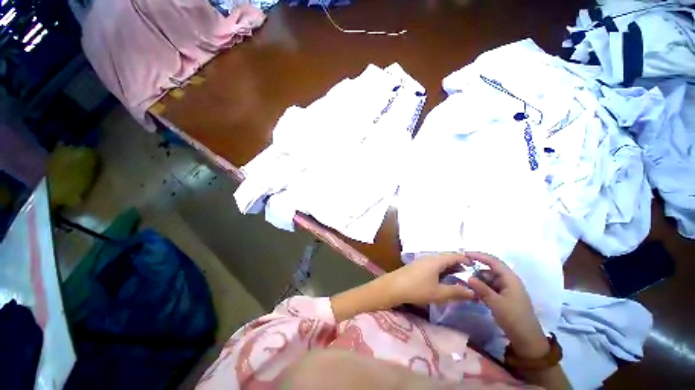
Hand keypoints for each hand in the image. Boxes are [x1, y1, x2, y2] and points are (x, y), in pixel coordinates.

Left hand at [384, 254, 474, 306]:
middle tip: (470, 275)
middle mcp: (429, 258)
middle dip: (459, 265)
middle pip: (447, 257)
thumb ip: (456, 292)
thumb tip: (473, 292)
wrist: (393, 286)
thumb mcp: (439, 293)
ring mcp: (422, 261)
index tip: (476, 267)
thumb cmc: (417, 289)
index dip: (466, 259)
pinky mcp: (417, 266)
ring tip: (459, 278)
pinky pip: (433, 265)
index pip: (455, 255)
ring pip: (440, 261)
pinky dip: (442, 270)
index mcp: (436, 261)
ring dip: (450, 268)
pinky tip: (443, 279)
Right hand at [465, 252, 549, 358]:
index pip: (493, 261)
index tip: (464, 254)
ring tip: (466, 284)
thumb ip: (481, 288)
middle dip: (477, 270)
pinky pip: (491, 288)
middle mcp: (509, 281)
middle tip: (462, 272)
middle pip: (490, 270)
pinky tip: (474, 293)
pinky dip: (482, 288)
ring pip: (489, 279)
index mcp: (510, 279)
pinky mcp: (505, 297)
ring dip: (479, 281)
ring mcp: (507, 289)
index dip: (479, 256)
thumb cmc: (514, 318)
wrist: (527, 340)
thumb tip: (468, 277)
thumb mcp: (495, 303)